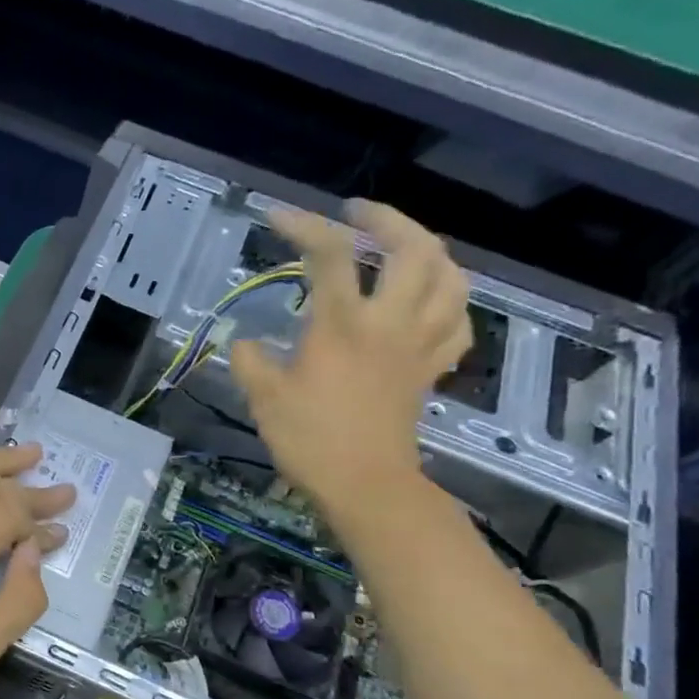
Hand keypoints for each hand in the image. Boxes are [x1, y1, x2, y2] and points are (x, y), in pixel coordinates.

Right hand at [230, 200, 469, 520]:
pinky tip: (430, 300)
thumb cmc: (310, 440)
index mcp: (341, 325)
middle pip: (412, 249)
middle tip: (357, 214)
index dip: (304, 226)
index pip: (330, 255)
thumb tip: (241, 344)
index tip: (278, 216)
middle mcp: (388, 323)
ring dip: (428, 250)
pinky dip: (447, 301)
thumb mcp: (263, 399)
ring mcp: (417, 345)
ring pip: (450, 278)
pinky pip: (456, 322)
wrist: (365, 485)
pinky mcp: (430, 369)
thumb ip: (249, 362)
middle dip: (386, 219)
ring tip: (402, 246)